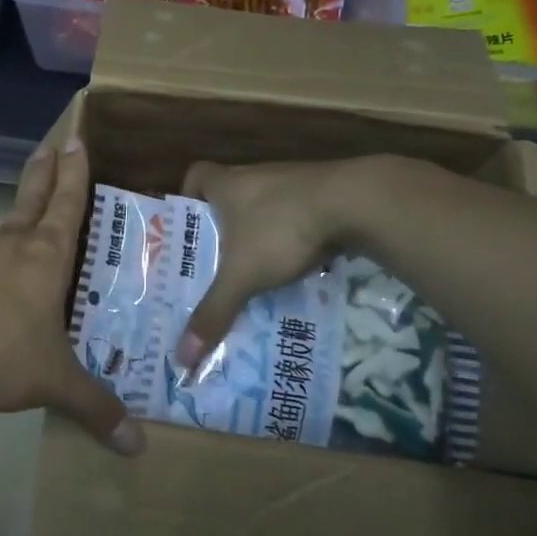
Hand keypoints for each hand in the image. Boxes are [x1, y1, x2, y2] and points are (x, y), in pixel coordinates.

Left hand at [0, 138, 143, 455]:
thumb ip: (93, 408)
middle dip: (43, 173)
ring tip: (13, 255)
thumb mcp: (51, 381)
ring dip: (7, 235)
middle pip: (29, 199)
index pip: (67, 205)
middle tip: (49, 147)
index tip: (75, 141)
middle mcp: (6, 244)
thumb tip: (137, 448)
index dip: (74, 174)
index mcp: (44, 257)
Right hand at [177, 156, 422, 371]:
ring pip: (263, 207)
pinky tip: (296, 263)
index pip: (196, 175)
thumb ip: (214, 313)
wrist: (354, 203)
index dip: (187, 197)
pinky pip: (294, 213)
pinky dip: (290, 235)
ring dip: (258, 233)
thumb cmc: (281, 229)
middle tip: (217, 262)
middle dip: (223, 227)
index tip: (189, 226)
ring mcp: (290, 182)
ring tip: (255, 271)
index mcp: (226, 184)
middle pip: (229, 195)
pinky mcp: (320, 193)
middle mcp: (254, 176)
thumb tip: (181, 360)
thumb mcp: (243, 276)